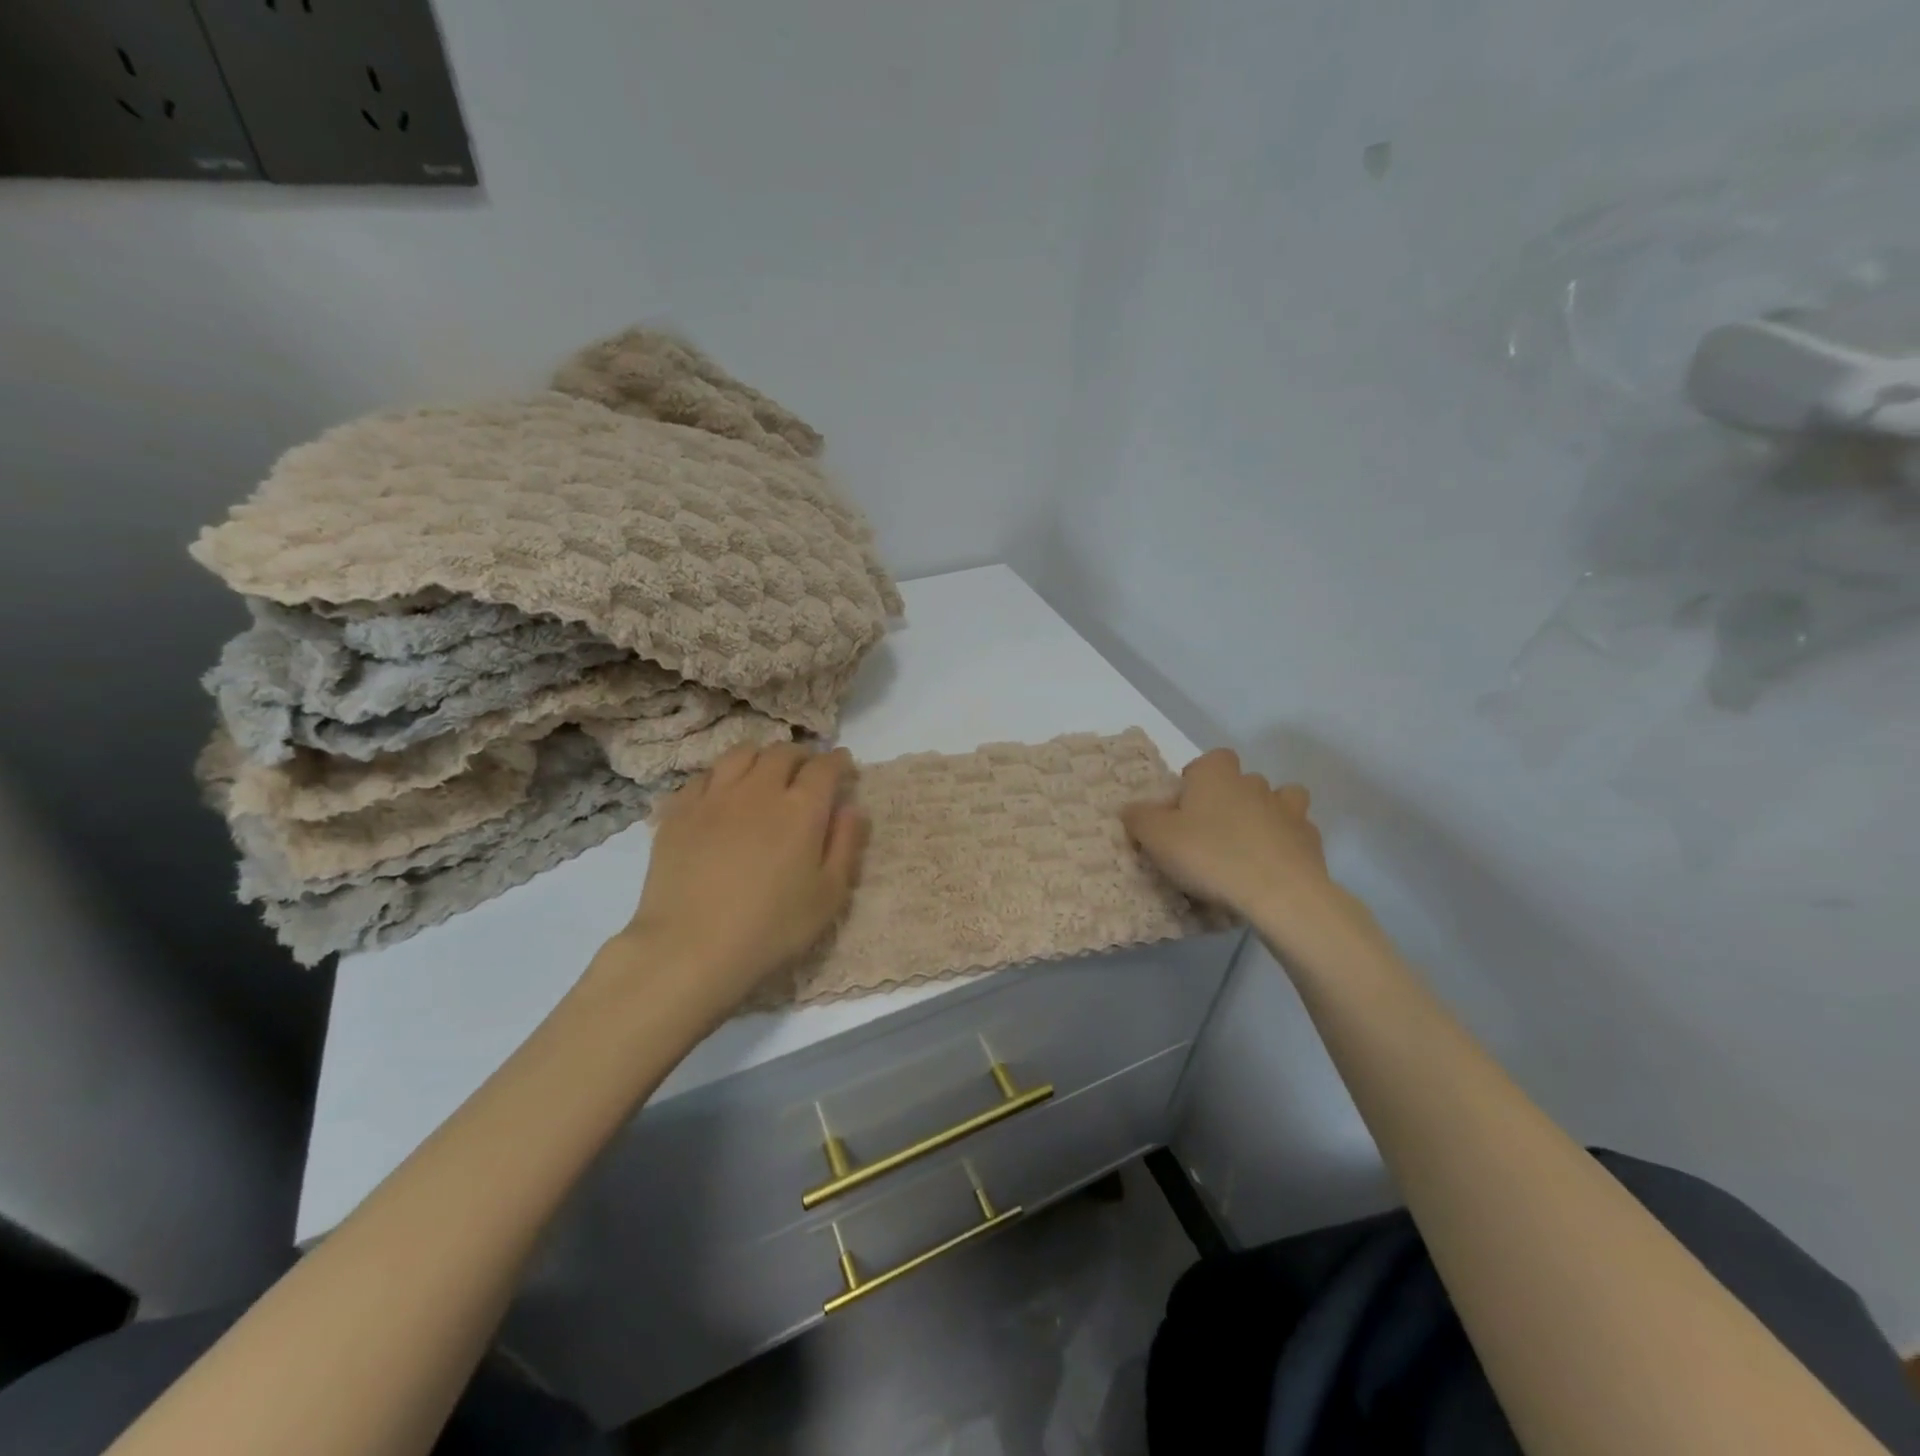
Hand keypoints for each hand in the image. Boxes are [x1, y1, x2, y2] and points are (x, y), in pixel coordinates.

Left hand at [612, 743, 867, 1019]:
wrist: (691, 947)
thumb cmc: (771, 927)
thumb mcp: (829, 896)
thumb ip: (846, 845)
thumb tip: (852, 808)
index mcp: (801, 808)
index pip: (825, 766)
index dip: (838, 761)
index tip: (844, 766)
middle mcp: (759, 790)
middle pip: (782, 753)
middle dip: (802, 755)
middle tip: (807, 770)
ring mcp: (714, 797)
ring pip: (740, 754)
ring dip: (761, 756)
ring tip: (764, 771)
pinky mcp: (678, 812)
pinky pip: (703, 776)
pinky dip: (721, 776)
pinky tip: (722, 793)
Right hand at [1122, 749, 1345, 930]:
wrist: (1278, 893)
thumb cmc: (1210, 855)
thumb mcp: (1156, 838)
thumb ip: (1139, 818)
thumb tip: (1130, 808)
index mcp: (1216, 775)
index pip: (1210, 759)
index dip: (1197, 778)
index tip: (1184, 807)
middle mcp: (1254, 784)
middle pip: (1241, 781)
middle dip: (1229, 799)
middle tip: (1209, 833)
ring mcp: (1288, 810)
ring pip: (1279, 800)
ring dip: (1265, 815)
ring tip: (1247, 845)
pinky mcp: (1311, 841)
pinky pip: (1297, 833)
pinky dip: (1285, 844)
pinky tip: (1271, 866)